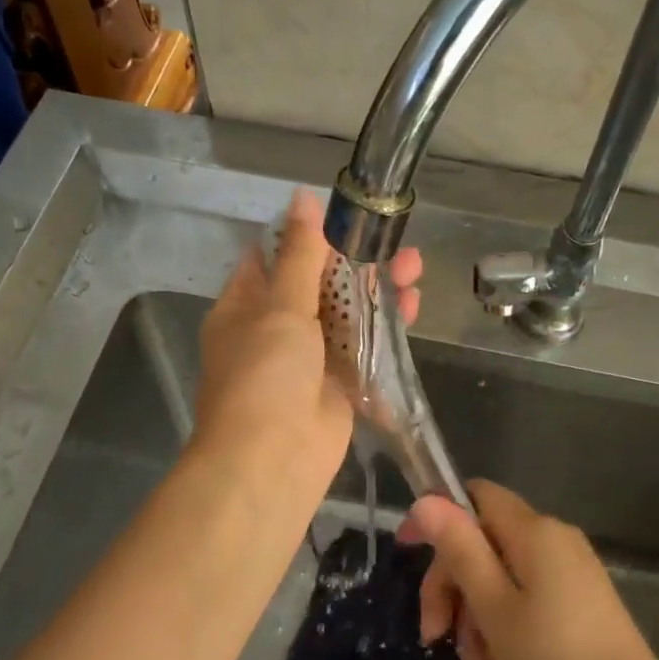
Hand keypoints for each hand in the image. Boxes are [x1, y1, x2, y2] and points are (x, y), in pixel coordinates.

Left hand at [194, 190, 420, 511]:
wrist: (273, 460)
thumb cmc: (265, 375)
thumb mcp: (280, 308)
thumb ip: (299, 256)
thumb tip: (302, 199)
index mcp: (245, 307)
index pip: (272, 258)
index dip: (307, 234)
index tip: (344, 214)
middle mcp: (273, 329)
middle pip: (318, 284)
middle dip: (355, 262)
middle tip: (394, 242)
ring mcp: (307, 359)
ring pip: (345, 315)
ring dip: (376, 291)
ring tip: (413, 268)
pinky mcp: (337, 385)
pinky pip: (362, 348)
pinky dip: (384, 329)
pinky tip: (411, 306)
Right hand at [402, 480, 658, 659]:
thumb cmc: (556, 659)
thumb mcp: (494, 607)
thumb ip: (459, 550)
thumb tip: (426, 499)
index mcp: (533, 531)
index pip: (475, 495)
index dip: (438, 517)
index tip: (409, 552)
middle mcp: (552, 540)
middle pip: (483, 544)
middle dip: (453, 588)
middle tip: (436, 637)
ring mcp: (568, 571)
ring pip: (500, 579)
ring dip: (476, 621)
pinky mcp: (577, 599)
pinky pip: (525, 599)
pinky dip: (503, 629)